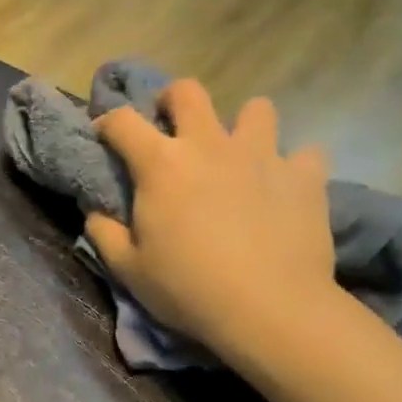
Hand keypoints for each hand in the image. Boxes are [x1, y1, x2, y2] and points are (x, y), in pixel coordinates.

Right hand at [87, 80, 337, 367]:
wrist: (270, 309)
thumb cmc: (188, 288)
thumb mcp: (128, 269)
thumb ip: (104, 233)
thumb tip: (96, 212)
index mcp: (161, 164)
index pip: (122, 121)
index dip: (107, 122)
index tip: (104, 136)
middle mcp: (209, 145)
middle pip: (188, 91)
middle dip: (173, 101)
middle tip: (172, 129)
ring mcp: (262, 156)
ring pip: (256, 109)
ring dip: (242, 126)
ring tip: (237, 155)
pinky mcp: (305, 177)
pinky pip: (305, 154)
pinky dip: (293, 166)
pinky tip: (283, 187)